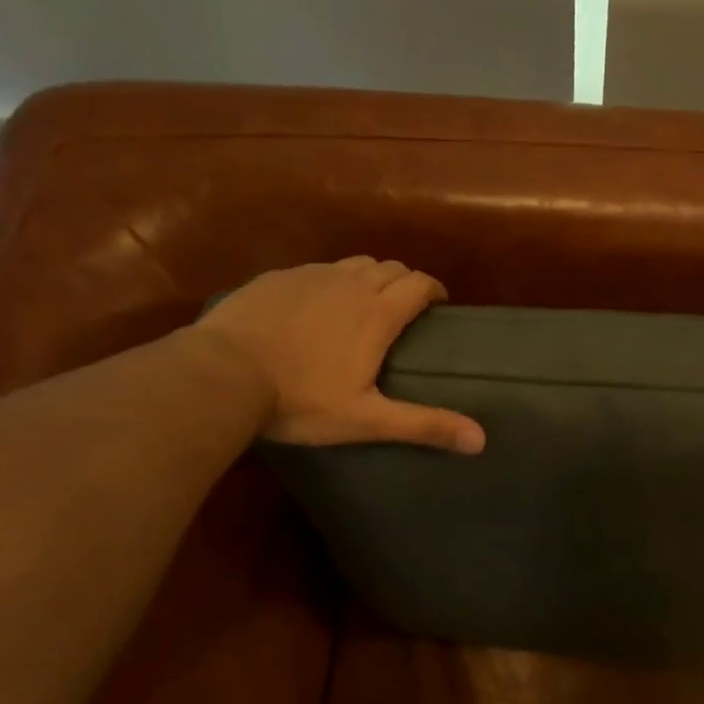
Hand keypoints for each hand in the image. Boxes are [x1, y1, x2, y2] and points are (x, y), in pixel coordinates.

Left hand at [192, 258, 484, 453]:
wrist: (221, 375)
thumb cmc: (300, 399)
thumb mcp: (367, 419)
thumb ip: (424, 425)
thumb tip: (482, 441)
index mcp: (377, 313)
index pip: (419, 284)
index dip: (434, 290)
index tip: (439, 305)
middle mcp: (350, 284)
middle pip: (391, 267)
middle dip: (405, 281)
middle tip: (405, 307)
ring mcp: (310, 276)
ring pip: (355, 263)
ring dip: (370, 276)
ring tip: (366, 301)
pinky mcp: (277, 277)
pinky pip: (318, 269)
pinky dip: (331, 280)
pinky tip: (317, 304)